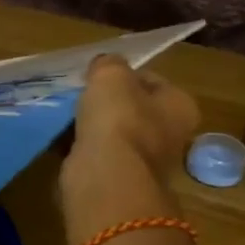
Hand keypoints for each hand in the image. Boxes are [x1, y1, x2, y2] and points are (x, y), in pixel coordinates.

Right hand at [65, 56, 200, 187]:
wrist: (105, 177)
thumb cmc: (118, 119)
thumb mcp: (110, 75)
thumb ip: (108, 63)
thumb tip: (104, 65)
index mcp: (181, 106)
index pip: (153, 81)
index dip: (125, 75)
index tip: (99, 75)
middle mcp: (171, 136)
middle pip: (135, 110)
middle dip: (109, 104)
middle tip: (81, 96)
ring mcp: (145, 163)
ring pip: (115, 134)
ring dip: (93, 127)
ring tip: (67, 117)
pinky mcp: (119, 181)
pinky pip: (98, 156)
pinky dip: (83, 149)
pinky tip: (63, 142)